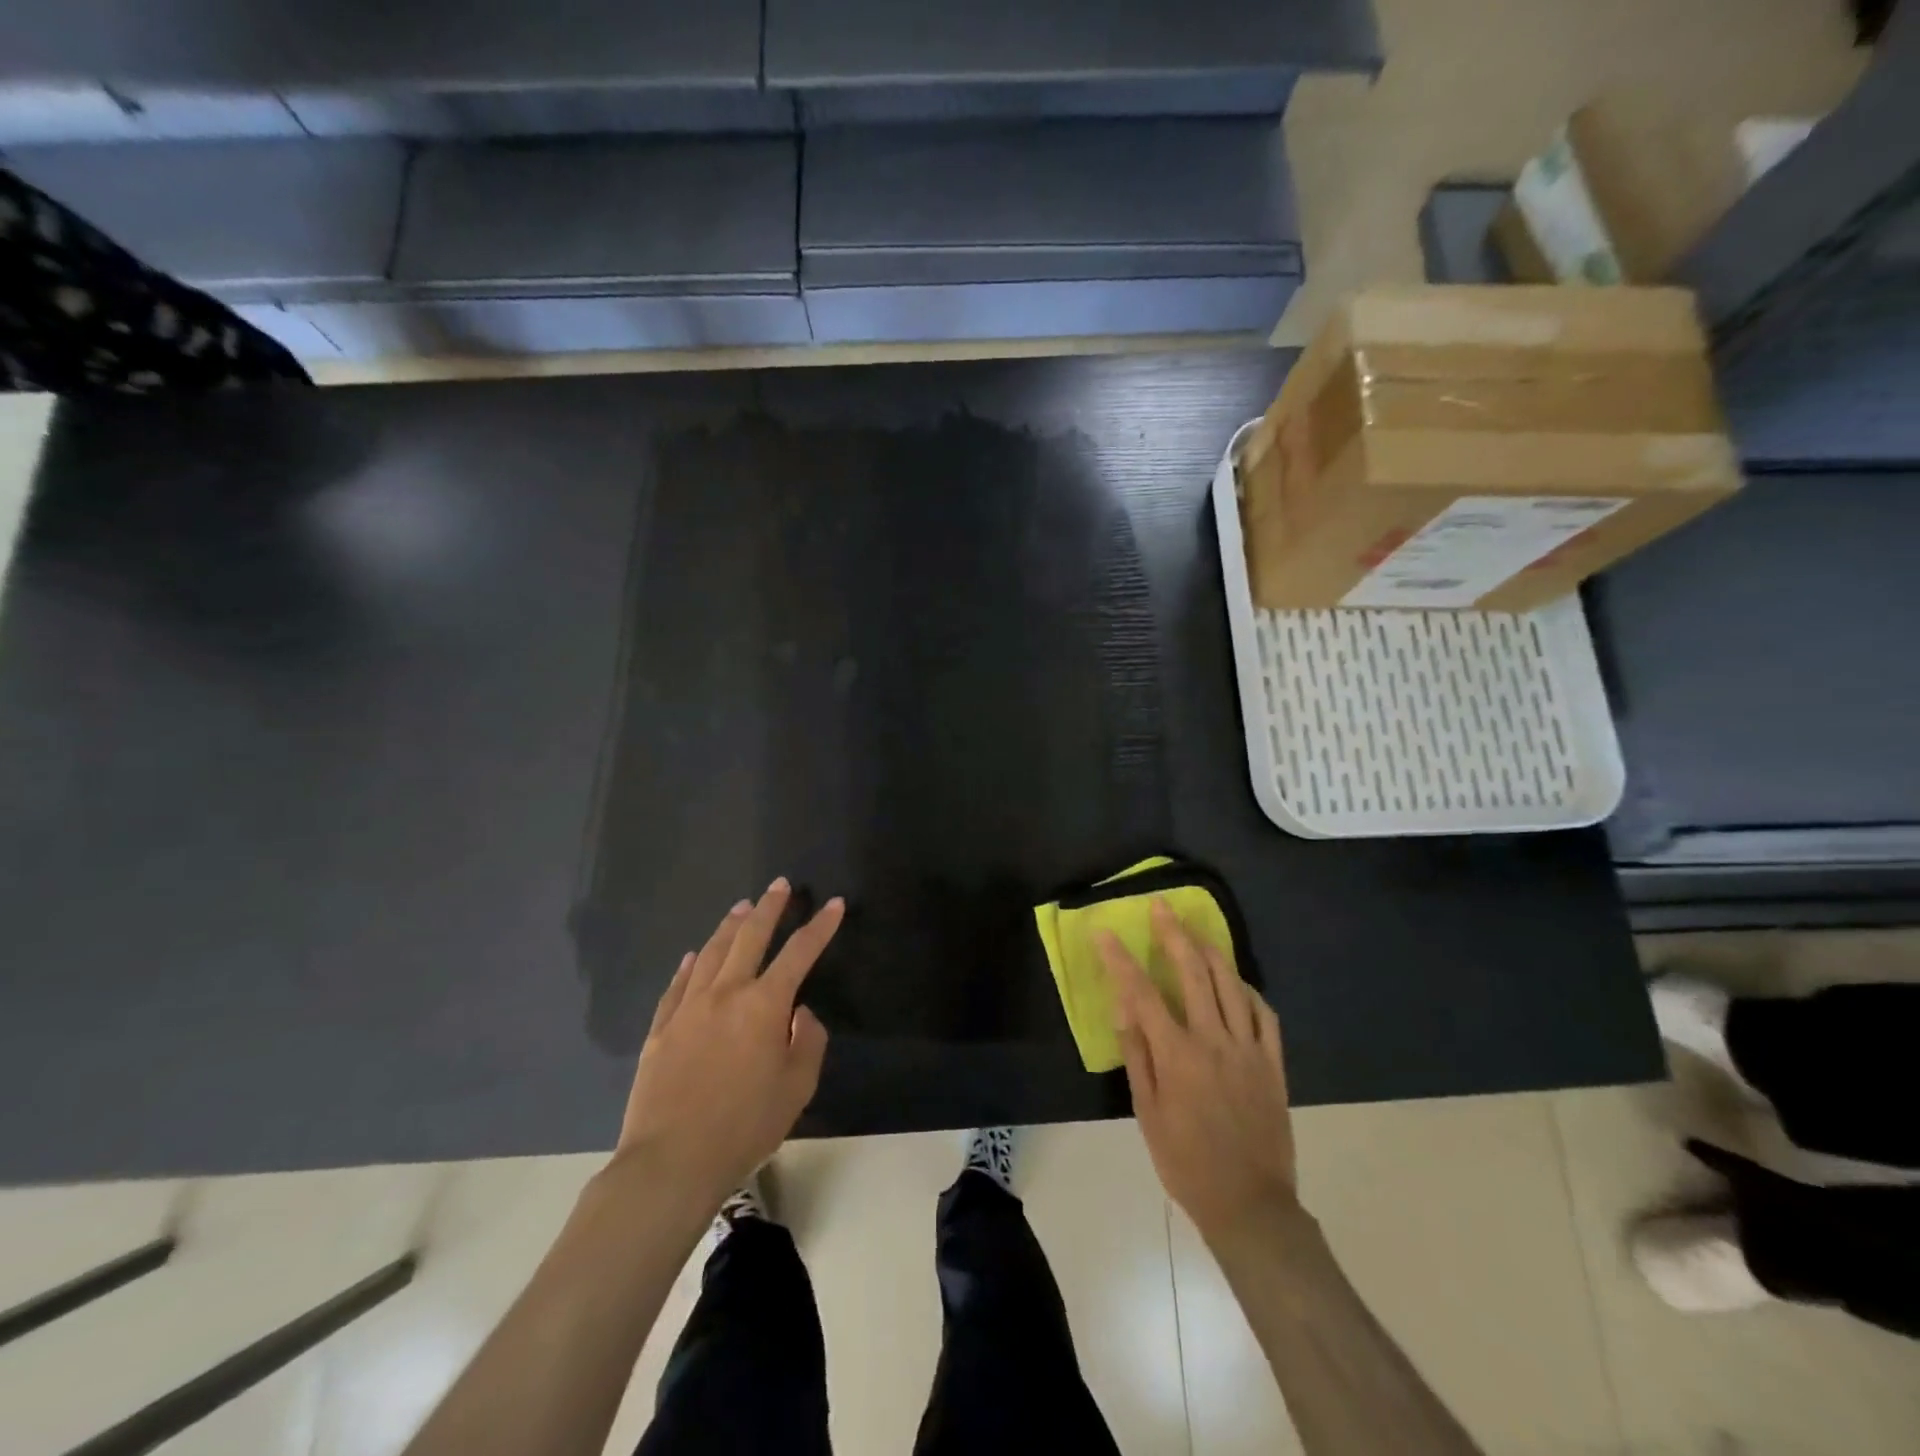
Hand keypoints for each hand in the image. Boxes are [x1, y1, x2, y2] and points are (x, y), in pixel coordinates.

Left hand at [613, 879, 842, 1213]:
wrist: (671, 1162)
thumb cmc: (745, 1126)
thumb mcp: (797, 1088)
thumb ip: (807, 1042)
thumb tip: (799, 1013)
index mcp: (764, 1005)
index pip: (800, 952)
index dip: (821, 926)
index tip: (834, 904)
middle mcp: (726, 993)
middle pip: (750, 937)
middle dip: (770, 908)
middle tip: (780, 885)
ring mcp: (688, 1008)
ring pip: (711, 953)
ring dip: (730, 926)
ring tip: (742, 906)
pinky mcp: (660, 1029)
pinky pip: (677, 985)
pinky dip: (689, 965)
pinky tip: (694, 955)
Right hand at [1097, 900, 1296, 1246]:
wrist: (1250, 1205)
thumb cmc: (1187, 1163)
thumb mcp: (1148, 1114)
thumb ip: (1138, 1057)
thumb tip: (1124, 1010)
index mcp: (1177, 1055)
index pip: (1143, 993)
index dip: (1121, 959)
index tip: (1105, 932)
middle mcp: (1214, 1041)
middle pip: (1193, 973)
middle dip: (1173, 934)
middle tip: (1161, 906)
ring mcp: (1249, 1049)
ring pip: (1231, 983)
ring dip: (1211, 950)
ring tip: (1195, 930)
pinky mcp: (1273, 1063)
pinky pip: (1264, 1013)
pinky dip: (1247, 989)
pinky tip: (1235, 981)